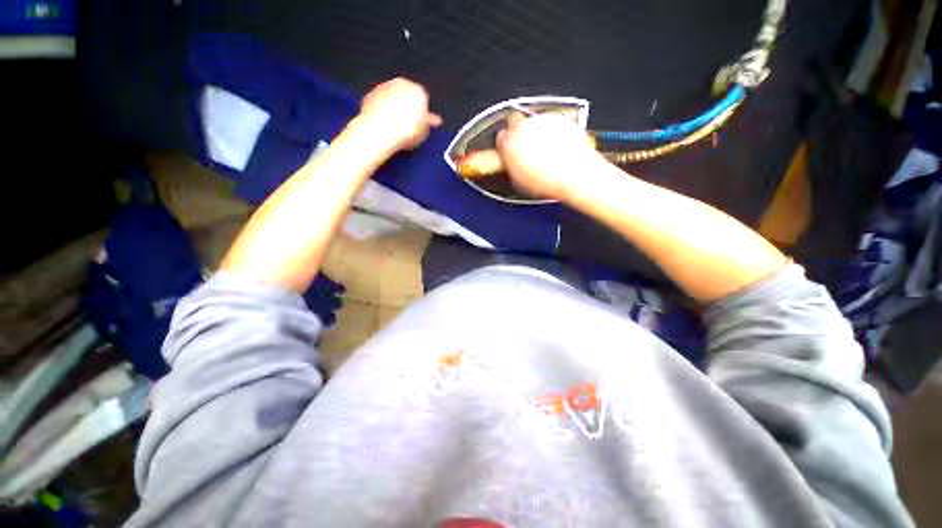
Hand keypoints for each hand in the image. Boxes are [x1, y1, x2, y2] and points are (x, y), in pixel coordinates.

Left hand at [358, 78, 441, 151]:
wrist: (382, 131)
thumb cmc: (404, 132)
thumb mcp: (424, 132)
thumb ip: (425, 124)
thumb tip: (425, 124)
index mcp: (419, 91)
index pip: (424, 102)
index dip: (423, 116)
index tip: (421, 125)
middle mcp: (401, 84)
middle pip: (407, 97)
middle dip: (408, 109)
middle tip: (409, 126)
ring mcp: (385, 87)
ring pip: (393, 99)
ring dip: (394, 110)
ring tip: (395, 128)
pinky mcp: (370, 95)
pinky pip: (379, 105)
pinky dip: (381, 112)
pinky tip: (384, 126)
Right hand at [496, 113, 599, 200]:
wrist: (574, 174)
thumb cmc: (547, 181)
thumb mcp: (519, 180)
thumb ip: (511, 164)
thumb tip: (511, 161)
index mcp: (509, 144)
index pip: (501, 137)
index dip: (506, 144)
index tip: (511, 150)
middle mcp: (523, 128)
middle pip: (515, 121)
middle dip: (519, 131)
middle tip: (526, 146)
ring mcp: (542, 120)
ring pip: (534, 121)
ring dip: (537, 131)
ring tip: (547, 150)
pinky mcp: (559, 118)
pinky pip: (552, 121)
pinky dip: (553, 130)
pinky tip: (559, 146)